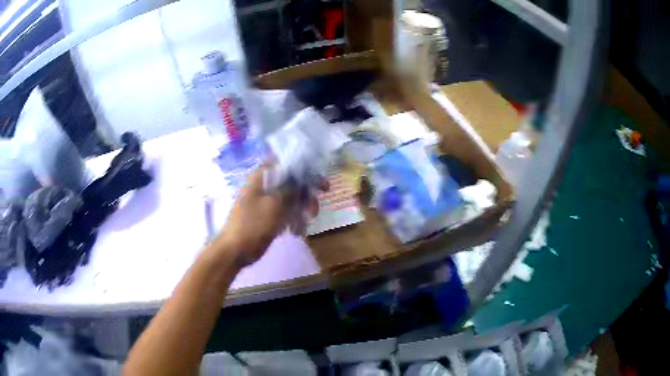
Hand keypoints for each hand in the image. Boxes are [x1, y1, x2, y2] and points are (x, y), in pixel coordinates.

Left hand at [217, 168, 325, 266]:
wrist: (235, 251)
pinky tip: (296, 232)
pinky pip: (284, 212)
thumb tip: (303, 176)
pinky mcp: (266, 215)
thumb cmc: (253, 225)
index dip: (307, 172)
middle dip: (306, 197)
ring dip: (301, 211)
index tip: (321, 186)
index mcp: (262, 176)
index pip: (288, 165)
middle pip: (292, 183)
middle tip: (313, 211)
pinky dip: (292, 220)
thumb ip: (291, 188)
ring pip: (290, 199)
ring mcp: (265, 201)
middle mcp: (264, 185)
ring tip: (304, 225)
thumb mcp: (275, 204)